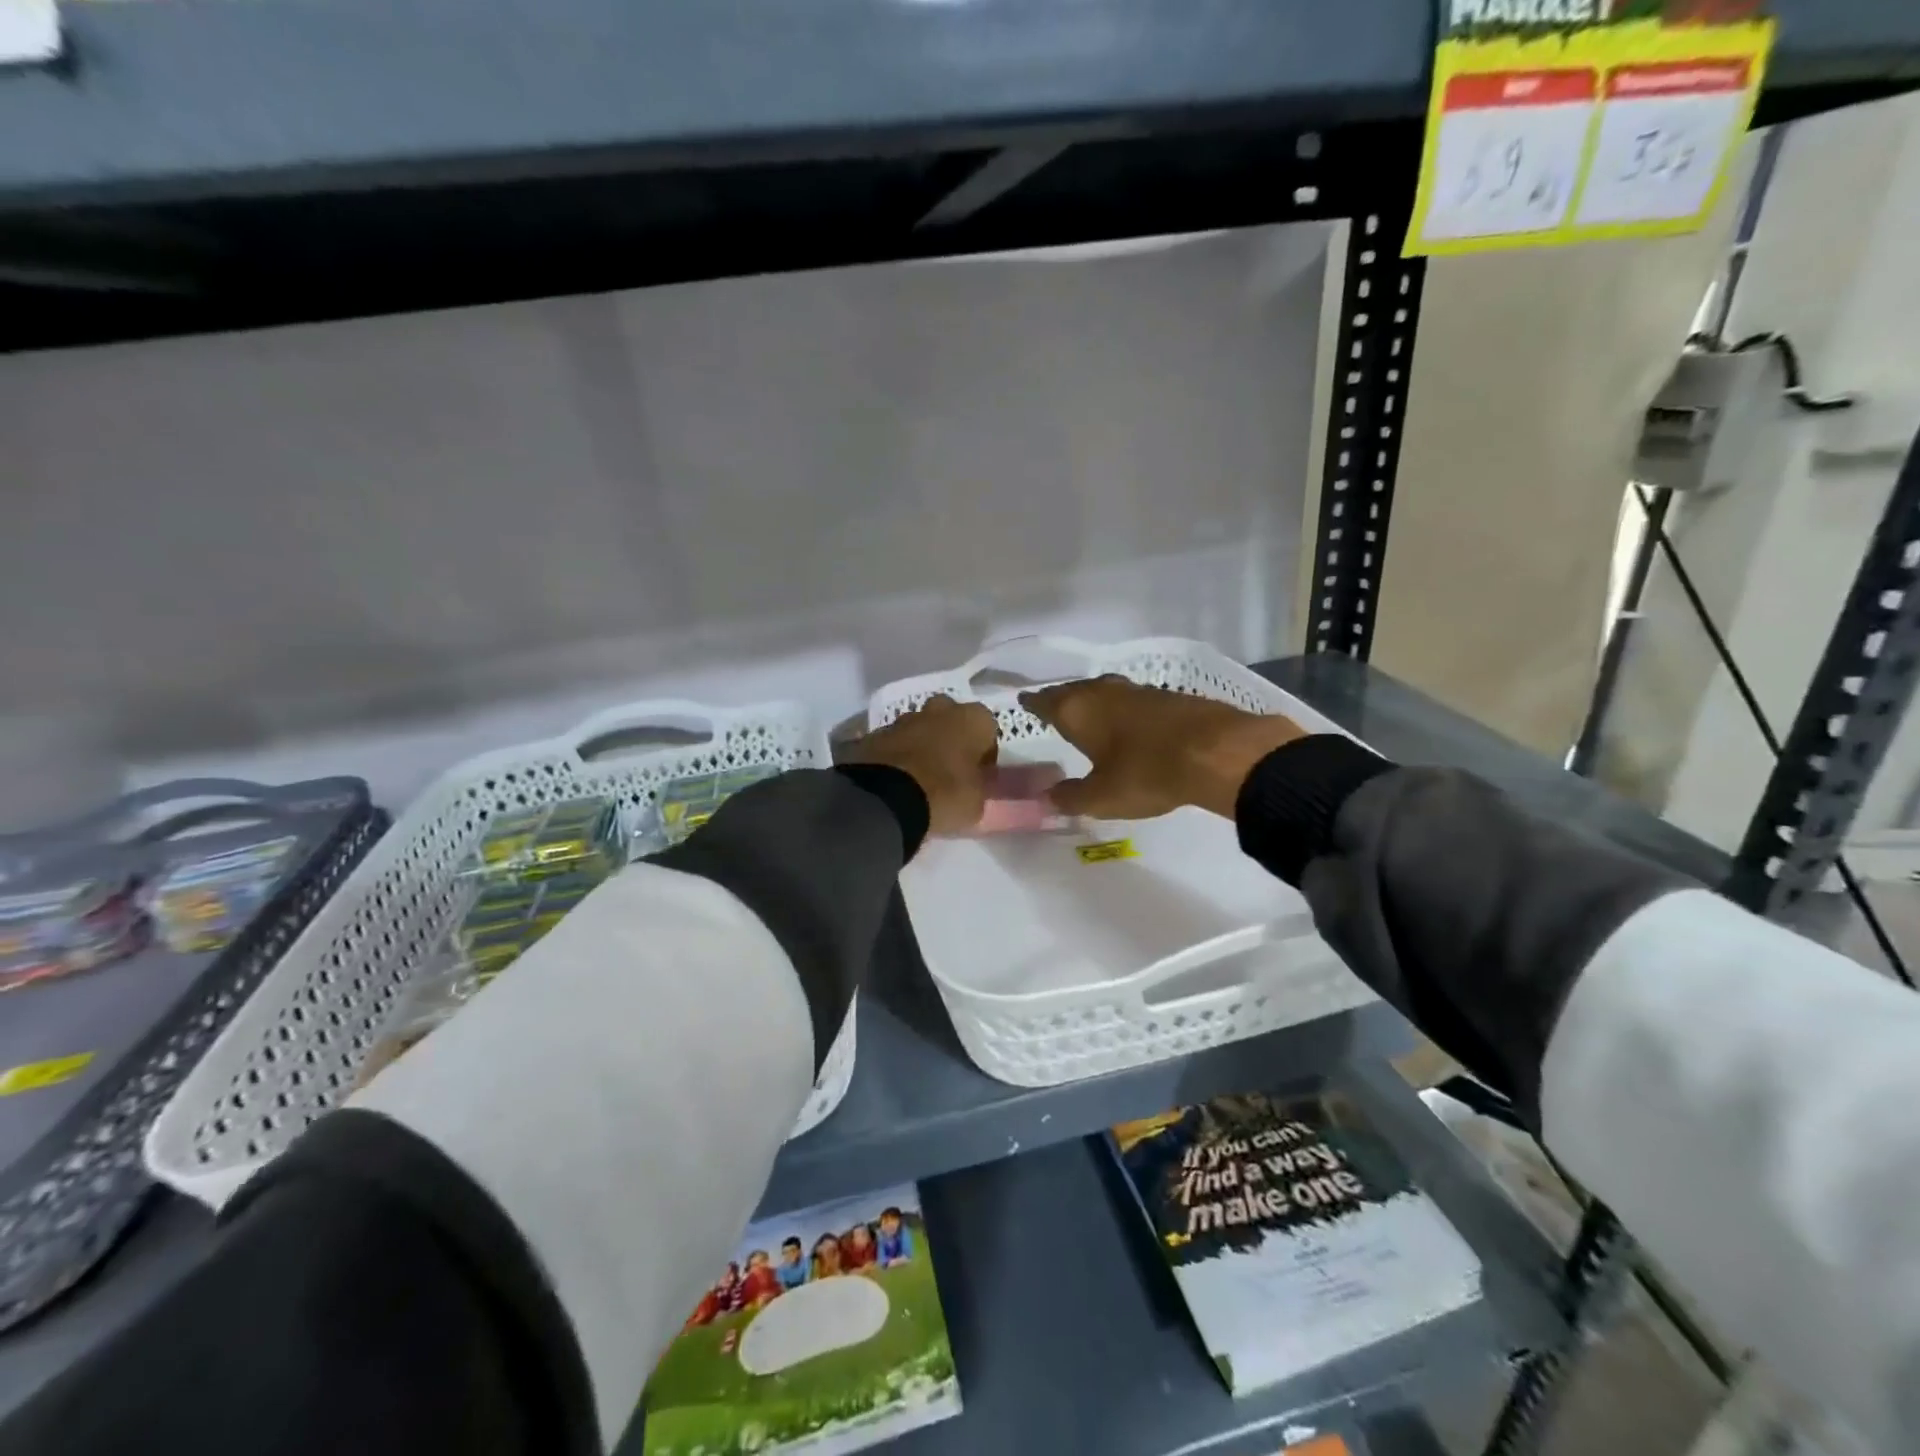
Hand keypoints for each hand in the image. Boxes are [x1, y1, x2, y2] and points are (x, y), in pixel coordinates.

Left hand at [843, 695, 999, 835]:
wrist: (885, 799)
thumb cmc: (944, 795)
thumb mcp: (977, 802)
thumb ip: (980, 785)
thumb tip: (976, 781)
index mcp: (971, 719)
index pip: (988, 729)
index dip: (985, 753)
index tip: (980, 774)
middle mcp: (939, 709)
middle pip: (951, 718)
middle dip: (951, 738)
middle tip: (950, 769)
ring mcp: (903, 719)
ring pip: (919, 728)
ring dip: (922, 745)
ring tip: (920, 778)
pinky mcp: (875, 733)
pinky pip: (894, 743)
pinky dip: (897, 756)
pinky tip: (896, 781)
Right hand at [1019, 676, 1305, 818]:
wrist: (1217, 752)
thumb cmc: (1146, 772)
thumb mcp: (1102, 797)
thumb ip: (1071, 797)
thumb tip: (1047, 797)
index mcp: (1079, 710)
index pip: (1045, 701)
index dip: (1033, 703)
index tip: (1024, 702)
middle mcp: (1103, 692)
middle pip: (1073, 691)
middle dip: (1061, 700)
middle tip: (1051, 709)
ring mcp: (1138, 691)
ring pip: (1103, 693)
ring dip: (1092, 703)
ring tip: (1086, 716)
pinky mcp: (1168, 698)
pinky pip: (1131, 700)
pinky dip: (1121, 710)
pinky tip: (1127, 723)